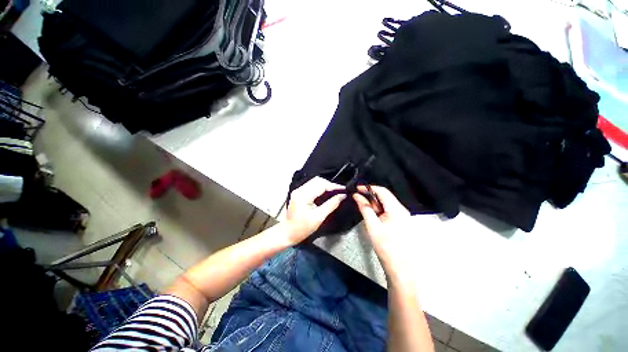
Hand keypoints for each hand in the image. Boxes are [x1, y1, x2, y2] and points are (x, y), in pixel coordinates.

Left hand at [285, 177, 345, 243]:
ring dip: (325, 185)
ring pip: (314, 182)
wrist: (288, 233)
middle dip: (330, 184)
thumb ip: (331, 205)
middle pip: (317, 180)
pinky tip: (326, 192)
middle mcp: (299, 190)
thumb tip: (342, 196)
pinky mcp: (298, 193)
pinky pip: (311, 186)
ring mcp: (298, 190)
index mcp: (303, 196)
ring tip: (335, 191)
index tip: (343, 189)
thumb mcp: (319, 217)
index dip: (333, 186)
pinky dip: (320, 187)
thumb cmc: (303, 228)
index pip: (321, 185)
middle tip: (340, 190)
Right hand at [353, 186, 413, 279]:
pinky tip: (371, 215)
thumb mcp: (372, 226)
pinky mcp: (400, 222)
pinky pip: (388, 211)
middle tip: (358, 198)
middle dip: (370, 196)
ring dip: (373, 204)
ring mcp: (402, 216)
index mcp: (397, 209)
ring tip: (363, 207)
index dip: (368, 188)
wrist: (401, 269)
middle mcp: (402, 210)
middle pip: (384, 196)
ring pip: (385, 204)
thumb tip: (357, 196)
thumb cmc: (387, 248)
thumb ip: (365, 209)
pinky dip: (378, 210)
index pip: (382, 191)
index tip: (357, 189)